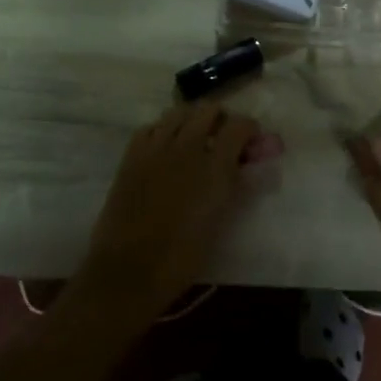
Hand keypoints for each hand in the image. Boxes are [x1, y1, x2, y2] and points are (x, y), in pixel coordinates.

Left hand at [74, 103, 262, 322]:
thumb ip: (234, 187)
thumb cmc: (182, 257)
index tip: (251, 141)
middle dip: (221, 119)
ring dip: (191, 120)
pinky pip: (150, 127)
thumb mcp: (220, 221)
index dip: (249, 129)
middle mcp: (187, 147)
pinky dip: (162, 130)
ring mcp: (156, 148)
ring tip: (193, 139)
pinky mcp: (132, 155)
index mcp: (215, 167)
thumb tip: (244, 167)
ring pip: (178, 112)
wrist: (129, 271)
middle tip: (223, 139)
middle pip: (208, 110)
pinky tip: (164, 147)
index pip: (239, 125)